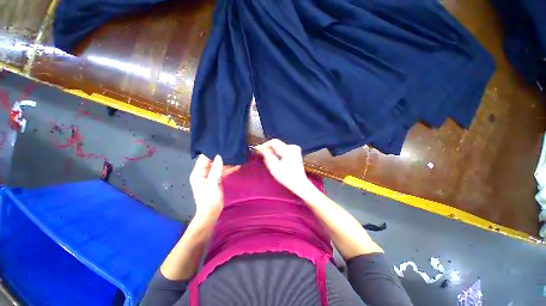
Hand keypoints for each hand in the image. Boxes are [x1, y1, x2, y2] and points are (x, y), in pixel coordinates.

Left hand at [189, 155, 238, 224]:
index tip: (222, 146)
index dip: (211, 152)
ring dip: (226, 163)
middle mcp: (203, 173)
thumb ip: (216, 170)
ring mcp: (210, 176)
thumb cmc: (209, 200)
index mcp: (198, 173)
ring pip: (218, 166)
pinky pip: (222, 172)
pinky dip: (228, 169)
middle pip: (211, 161)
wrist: (211, 213)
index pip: (203, 158)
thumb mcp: (212, 184)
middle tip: (231, 150)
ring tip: (236, 157)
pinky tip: (237, 166)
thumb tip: (219, 156)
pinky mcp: (216, 180)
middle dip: (220, 156)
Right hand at [255, 139, 314, 195]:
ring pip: (279, 148)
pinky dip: (278, 154)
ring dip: (273, 152)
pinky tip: (277, 161)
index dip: (265, 145)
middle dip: (269, 150)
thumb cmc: (286, 177)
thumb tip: (260, 147)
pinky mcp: (295, 152)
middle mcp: (293, 147)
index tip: (257, 150)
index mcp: (288, 150)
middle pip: (277, 144)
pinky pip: (283, 150)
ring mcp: (295, 149)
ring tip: (270, 161)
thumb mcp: (274, 167)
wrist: (299, 183)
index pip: (274, 142)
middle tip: (263, 157)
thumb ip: (267, 155)